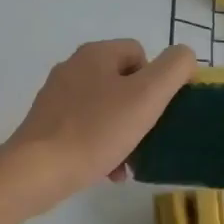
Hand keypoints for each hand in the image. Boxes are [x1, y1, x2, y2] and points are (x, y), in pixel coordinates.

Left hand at [4, 39, 195, 208]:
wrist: (38, 170)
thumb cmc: (97, 130)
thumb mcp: (147, 96)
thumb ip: (174, 69)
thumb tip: (184, 57)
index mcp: (95, 54)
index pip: (140, 53)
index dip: (156, 81)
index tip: (157, 112)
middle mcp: (73, 68)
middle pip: (123, 83)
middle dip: (139, 112)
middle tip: (145, 139)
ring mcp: (56, 96)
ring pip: (105, 108)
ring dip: (122, 133)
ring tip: (128, 163)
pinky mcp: (46, 124)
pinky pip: (85, 128)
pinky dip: (101, 146)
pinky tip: (107, 170)